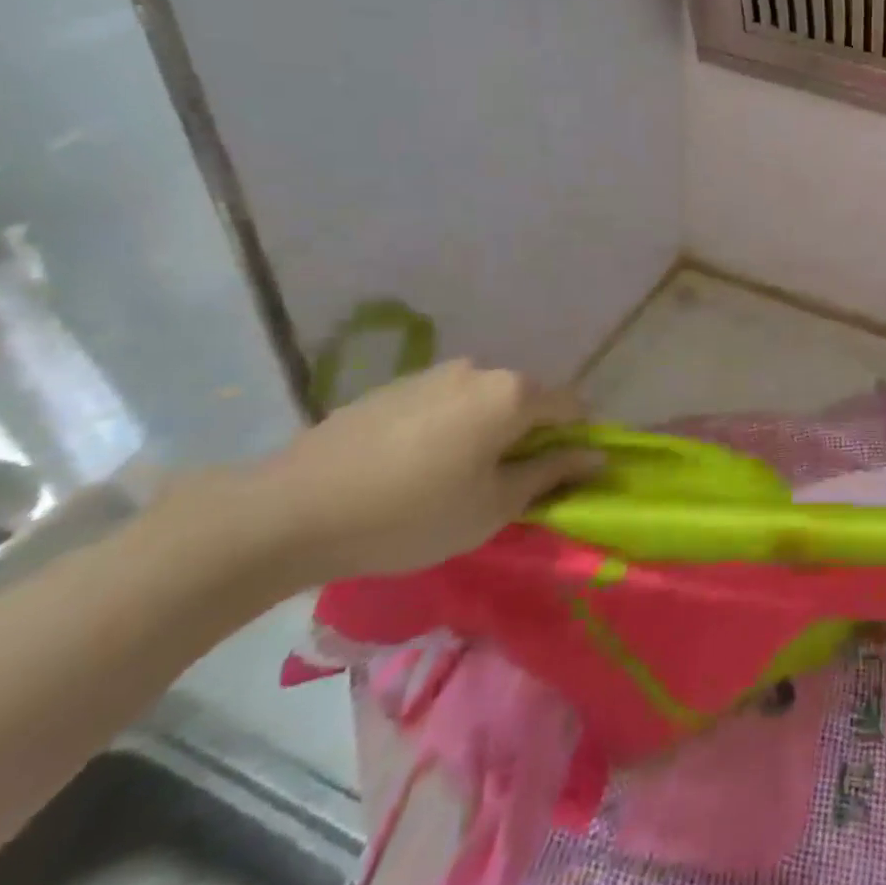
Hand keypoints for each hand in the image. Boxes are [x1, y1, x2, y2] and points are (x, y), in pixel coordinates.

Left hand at [247, 360, 600, 583]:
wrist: (291, 510)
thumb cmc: (410, 515)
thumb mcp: (492, 507)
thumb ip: (550, 474)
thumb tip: (595, 456)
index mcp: (512, 393)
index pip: (572, 406)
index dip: (576, 440)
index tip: (559, 477)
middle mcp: (480, 369)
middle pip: (526, 399)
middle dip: (528, 436)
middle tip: (503, 487)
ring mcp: (434, 373)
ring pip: (484, 400)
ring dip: (487, 431)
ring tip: (453, 479)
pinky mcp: (395, 386)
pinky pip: (445, 403)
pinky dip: (449, 428)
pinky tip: (414, 468)